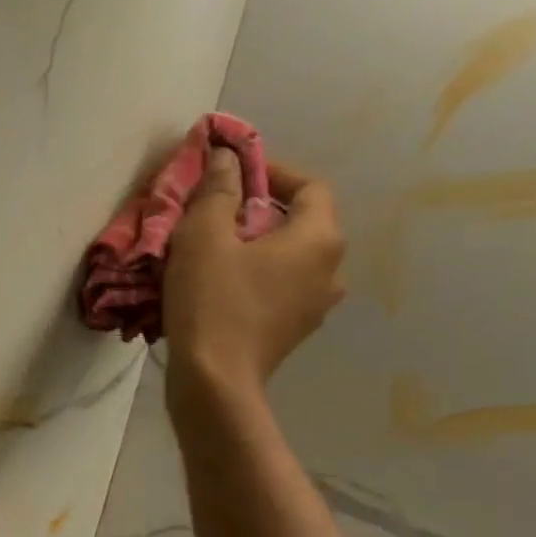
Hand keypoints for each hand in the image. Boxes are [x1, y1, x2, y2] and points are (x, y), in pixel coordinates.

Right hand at [163, 151, 345, 405]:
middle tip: (214, 213)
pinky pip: (280, 287)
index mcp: (318, 238)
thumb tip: (228, 157)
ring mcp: (317, 304)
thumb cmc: (212, 301)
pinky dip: (256, 276)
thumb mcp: (203, 236)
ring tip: (214, 251)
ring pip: (290, 258)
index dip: (272, 171)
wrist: (215, 379)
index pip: (310, 185)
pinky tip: (220, 286)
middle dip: (259, 209)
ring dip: (257, 246)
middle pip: (301, 222)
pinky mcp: (295, 330)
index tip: (232, 173)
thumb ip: (218, 191)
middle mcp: (332, 269)